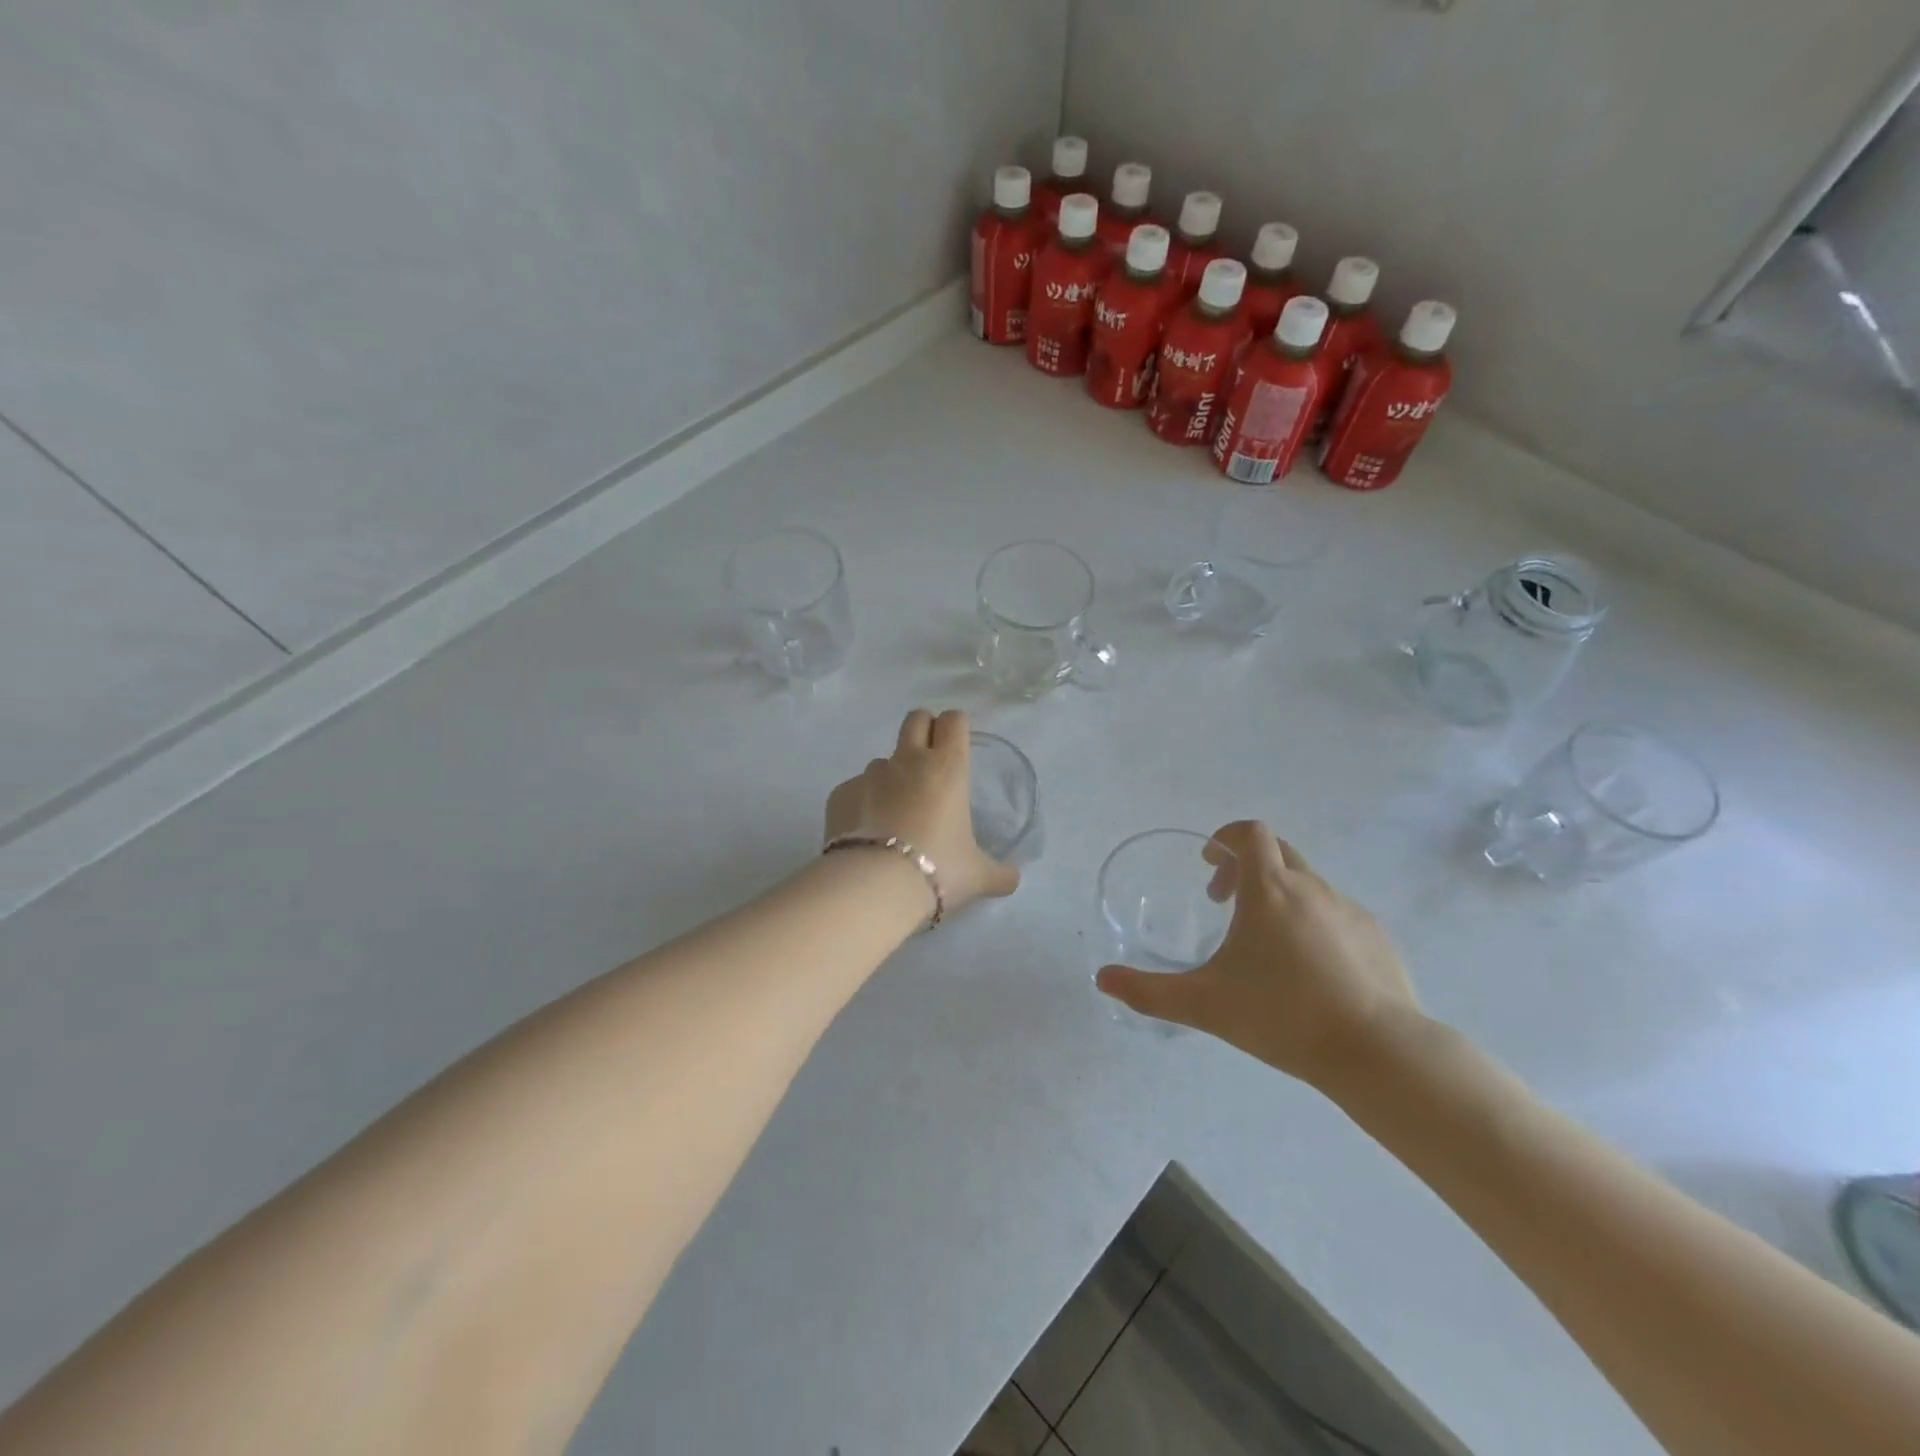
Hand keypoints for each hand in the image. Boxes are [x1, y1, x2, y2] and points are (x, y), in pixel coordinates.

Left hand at [824, 709, 1020, 913]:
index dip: (956, 727)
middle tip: (930, 763)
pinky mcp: (840, 794)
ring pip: (883, 760)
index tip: (958, 746)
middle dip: (924, 730)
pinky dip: (862, 804)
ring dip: (892, 777)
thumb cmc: (938, 869)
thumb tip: (1014, 878)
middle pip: (916, 719)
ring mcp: (869, 775)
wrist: (875, 886)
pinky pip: (855, 790)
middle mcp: (908, 761)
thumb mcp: (978, 876)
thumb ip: (1000, 873)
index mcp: (947, 767)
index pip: (954, 720)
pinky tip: (867, 834)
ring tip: (896, 814)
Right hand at [1095, 821, 1420, 1089]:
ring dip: (1280, 897)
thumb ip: (1148, 991)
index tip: (1209, 866)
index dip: (1226, 837)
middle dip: (1246, 866)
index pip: (1251, 833)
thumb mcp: (1204, 1004)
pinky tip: (1310, 972)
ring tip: (1266, 947)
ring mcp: (1350, 911)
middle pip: (1278, 851)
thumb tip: (1102, 980)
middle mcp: (1312, 888)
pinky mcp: (1378, 938)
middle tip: (1226, 904)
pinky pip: (1337, 914)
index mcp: (1270, 889)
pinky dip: (1314, 924)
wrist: (1376, 1052)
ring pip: (1308, 884)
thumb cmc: (1282, 1015)